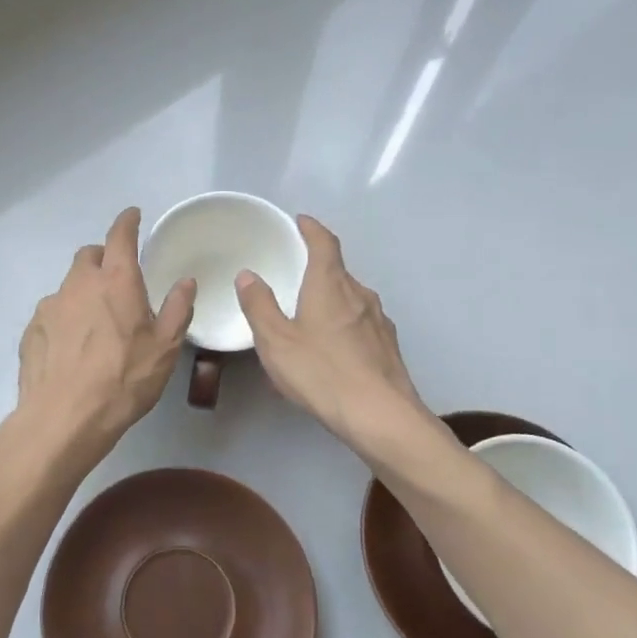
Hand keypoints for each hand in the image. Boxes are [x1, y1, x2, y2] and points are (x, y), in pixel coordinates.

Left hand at [17, 208, 196, 456]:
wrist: (64, 418)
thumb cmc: (124, 380)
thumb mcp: (165, 348)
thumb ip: (178, 309)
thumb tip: (186, 281)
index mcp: (116, 281)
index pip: (120, 236)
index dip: (127, 222)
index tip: (133, 215)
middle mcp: (79, 284)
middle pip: (88, 256)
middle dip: (103, 258)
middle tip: (117, 280)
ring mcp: (50, 306)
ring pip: (68, 286)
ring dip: (83, 292)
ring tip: (96, 324)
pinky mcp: (31, 330)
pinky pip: (52, 314)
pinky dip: (65, 319)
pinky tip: (73, 348)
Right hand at [236, 216, 426, 444]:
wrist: (380, 415)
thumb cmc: (321, 372)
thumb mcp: (276, 341)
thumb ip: (259, 306)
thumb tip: (248, 275)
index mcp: (330, 285)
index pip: (325, 244)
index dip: (312, 229)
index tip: (301, 222)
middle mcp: (359, 295)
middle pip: (338, 271)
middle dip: (318, 269)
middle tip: (295, 277)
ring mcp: (379, 321)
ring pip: (351, 300)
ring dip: (331, 300)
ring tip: (310, 319)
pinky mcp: (388, 346)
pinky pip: (361, 325)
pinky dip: (344, 326)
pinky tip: (332, 351)